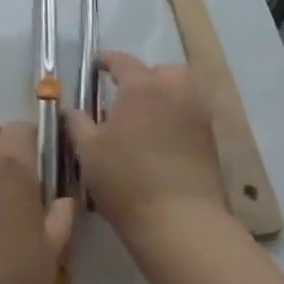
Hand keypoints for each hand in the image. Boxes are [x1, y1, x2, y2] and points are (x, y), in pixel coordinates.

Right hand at [66, 52, 229, 243]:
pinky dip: (177, 119)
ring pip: (183, 91)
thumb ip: (78, 123)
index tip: (96, 64)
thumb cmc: (127, 180)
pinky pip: (191, 116)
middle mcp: (173, 92)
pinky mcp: (211, 143)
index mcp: (141, 86)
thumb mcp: (89, 151)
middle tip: (127, 95)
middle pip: (162, 71)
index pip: (122, 61)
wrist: (182, 224)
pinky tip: (161, 140)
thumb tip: (72, 110)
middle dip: (146, 76)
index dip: (107, 60)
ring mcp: (197, 116)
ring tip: (146, 117)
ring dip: (166, 96)